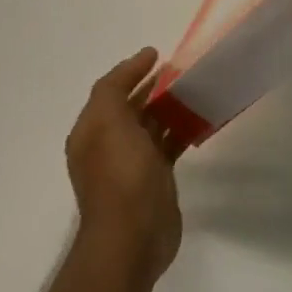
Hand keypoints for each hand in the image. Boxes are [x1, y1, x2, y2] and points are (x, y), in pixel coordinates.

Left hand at [64, 48, 182, 290]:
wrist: (133, 236)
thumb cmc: (120, 175)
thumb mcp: (109, 122)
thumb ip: (116, 88)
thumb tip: (141, 60)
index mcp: (92, 132)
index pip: (109, 91)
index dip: (131, 70)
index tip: (158, 54)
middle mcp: (108, 145)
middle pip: (131, 107)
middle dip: (152, 86)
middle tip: (182, 70)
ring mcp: (132, 164)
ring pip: (152, 124)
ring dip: (170, 106)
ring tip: (195, 89)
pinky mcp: (156, 178)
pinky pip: (169, 143)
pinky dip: (182, 128)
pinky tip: (200, 120)